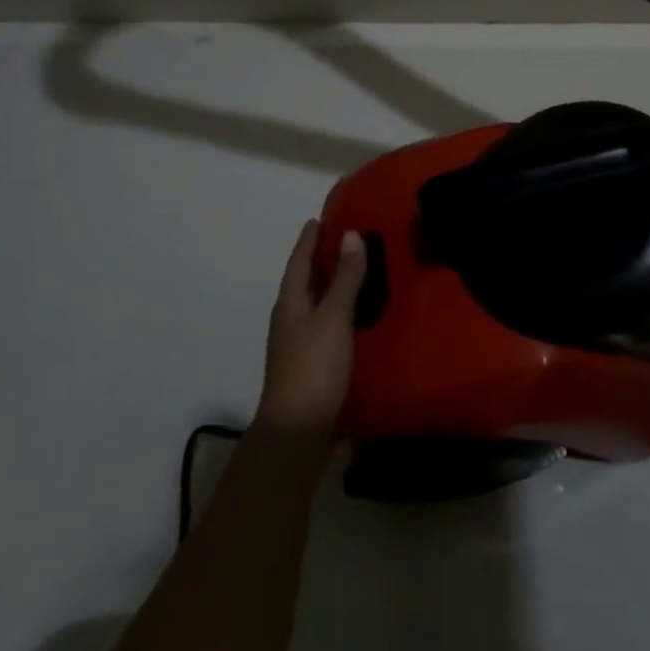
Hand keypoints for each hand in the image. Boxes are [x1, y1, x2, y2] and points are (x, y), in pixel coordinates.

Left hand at [253, 221, 367, 441]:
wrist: (298, 432)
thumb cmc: (314, 366)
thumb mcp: (333, 317)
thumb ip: (345, 277)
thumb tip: (351, 234)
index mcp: (290, 302)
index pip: (298, 261)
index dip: (308, 239)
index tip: (319, 218)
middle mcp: (291, 318)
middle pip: (305, 280)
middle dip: (321, 259)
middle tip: (347, 238)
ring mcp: (300, 343)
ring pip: (317, 303)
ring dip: (333, 285)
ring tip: (358, 269)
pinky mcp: (314, 363)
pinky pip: (327, 323)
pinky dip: (341, 310)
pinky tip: (359, 313)